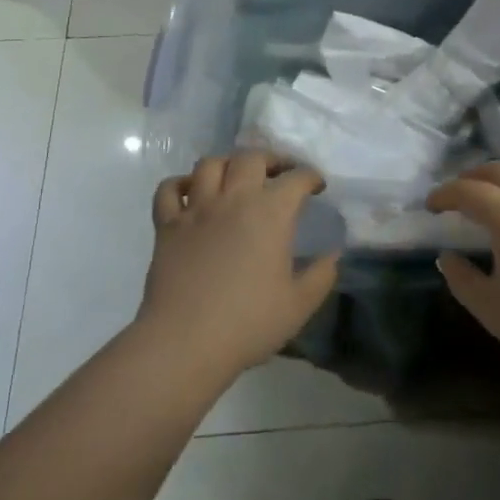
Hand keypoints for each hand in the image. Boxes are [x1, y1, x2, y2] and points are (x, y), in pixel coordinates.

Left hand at [139, 151, 338, 380]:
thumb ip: (322, 274)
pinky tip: (190, 193)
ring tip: (236, 178)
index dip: (311, 177)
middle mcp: (233, 199)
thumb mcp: (300, 304)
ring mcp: (196, 209)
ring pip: (209, 164)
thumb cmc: (249, 322)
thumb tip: (333, 254)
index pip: (296, 178)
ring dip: (227, 164)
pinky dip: (180, 184)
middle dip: (271, 159)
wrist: (185, 341)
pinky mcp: (167, 225)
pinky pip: (168, 189)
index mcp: (270, 213)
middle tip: (279, 174)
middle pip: (251, 158)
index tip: (318, 186)